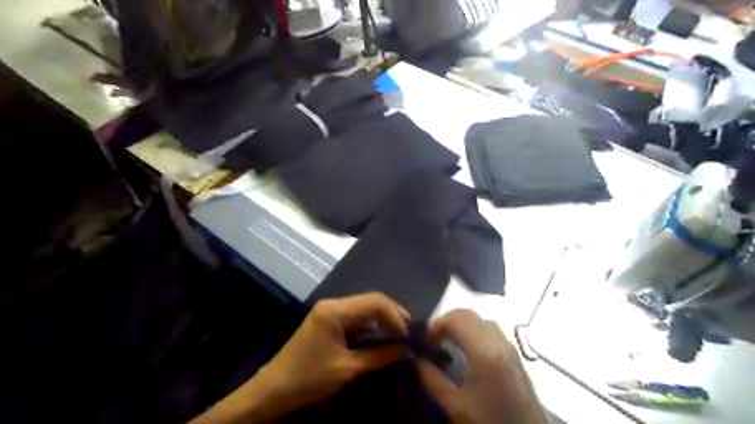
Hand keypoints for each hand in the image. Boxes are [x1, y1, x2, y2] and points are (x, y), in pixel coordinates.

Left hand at [191, 294, 410, 421]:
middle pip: (370, 300)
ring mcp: (328, 311)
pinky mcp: (327, 321)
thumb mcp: (347, 368)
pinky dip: (369, 325)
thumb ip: (380, 356)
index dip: (395, 315)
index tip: (409, 335)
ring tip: (399, 334)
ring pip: (363, 307)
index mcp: (335, 310)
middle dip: (391, 314)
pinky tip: (380, 336)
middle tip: (408, 332)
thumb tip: (407, 350)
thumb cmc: (309, 379)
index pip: (374, 302)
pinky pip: (354, 316)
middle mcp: (333, 304)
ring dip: (381, 319)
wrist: (272, 391)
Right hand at [418, 308, 549, 422]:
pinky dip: (473, 330)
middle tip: (433, 339)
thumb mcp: (457, 407)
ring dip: (461, 324)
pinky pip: (490, 330)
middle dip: (447, 321)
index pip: (457, 320)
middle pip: (469, 315)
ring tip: (447, 342)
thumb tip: (415, 359)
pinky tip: (467, 349)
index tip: (424, 340)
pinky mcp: (514, 355)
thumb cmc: (491, 422)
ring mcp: (509, 347)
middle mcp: (499, 342)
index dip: (436, 324)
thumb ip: (433, 380)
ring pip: (480, 320)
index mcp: (485, 353)